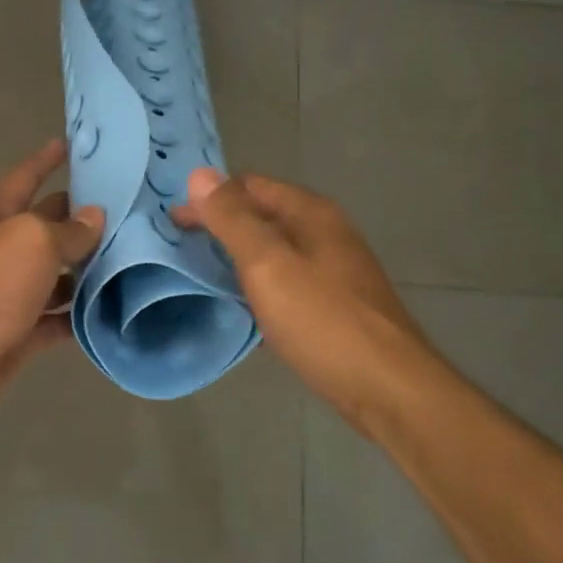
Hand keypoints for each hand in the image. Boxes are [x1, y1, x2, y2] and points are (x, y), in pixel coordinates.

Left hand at [0, 139, 104, 425]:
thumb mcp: (33, 242)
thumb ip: (68, 230)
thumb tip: (94, 216)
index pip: (24, 178)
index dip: (45, 160)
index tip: (68, 144)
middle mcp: (2, 251)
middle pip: (45, 228)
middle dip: (78, 218)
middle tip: (126, 210)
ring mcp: (9, 295)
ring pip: (55, 276)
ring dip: (86, 271)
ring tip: (132, 261)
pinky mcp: (19, 334)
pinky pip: (56, 320)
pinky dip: (79, 316)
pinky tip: (112, 309)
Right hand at [172, 168, 423, 425]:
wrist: (389, 388)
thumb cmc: (324, 320)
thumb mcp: (268, 264)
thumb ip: (232, 219)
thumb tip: (199, 174)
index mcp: (311, 214)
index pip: (250, 185)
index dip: (210, 198)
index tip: (173, 222)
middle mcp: (325, 233)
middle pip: (263, 216)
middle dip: (221, 226)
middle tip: (180, 248)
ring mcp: (334, 270)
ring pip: (274, 250)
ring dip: (238, 256)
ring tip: (202, 274)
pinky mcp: (335, 305)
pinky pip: (286, 281)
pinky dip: (258, 284)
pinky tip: (243, 306)